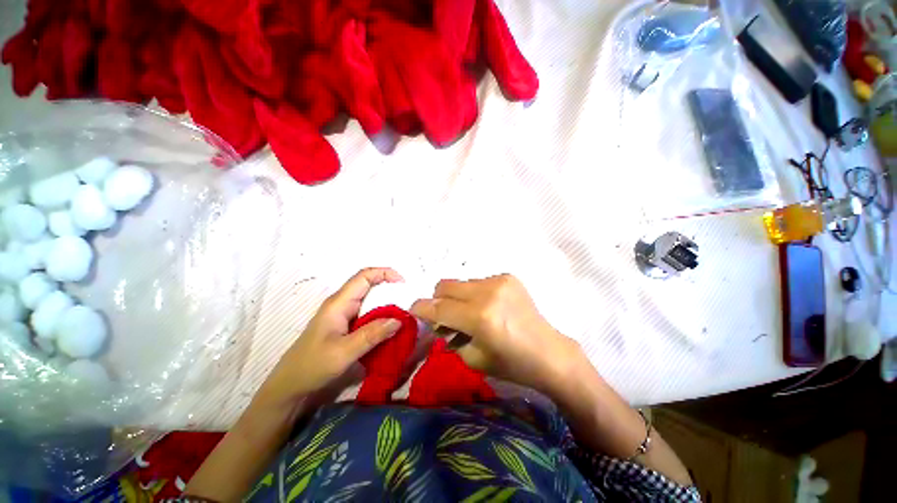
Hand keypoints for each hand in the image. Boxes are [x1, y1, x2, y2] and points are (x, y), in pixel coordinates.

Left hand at [258, 268, 403, 406]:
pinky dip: (381, 317)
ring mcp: (343, 315)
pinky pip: (368, 315)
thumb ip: (372, 335)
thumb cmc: (312, 366)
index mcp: (339, 303)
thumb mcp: (344, 352)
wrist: (290, 387)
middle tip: (408, 302)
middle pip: (369, 286)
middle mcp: (342, 304)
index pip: (364, 276)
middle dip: (390, 289)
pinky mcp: (346, 326)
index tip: (403, 284)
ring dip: (387, 305)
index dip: (385, 273)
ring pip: (370, 301)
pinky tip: (390, 328)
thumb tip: (400, 319)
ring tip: (403, 315)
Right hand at [410, 274, 583, 393]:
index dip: (421, 308)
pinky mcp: (508, 277)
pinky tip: (488, 308)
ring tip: (471, 314)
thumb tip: (437, 320)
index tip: (414, 310)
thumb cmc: (512, 364)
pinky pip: (478, 281)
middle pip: (445, 285)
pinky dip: (475, 294)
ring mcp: (499, 281)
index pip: (439, 307)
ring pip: (461, 282)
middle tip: (445, 316)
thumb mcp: (472, 358)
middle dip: (438, 300)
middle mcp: (488, 292)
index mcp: (479, 317)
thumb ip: (449, 336)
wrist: (549, 352)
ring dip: (458, 297)